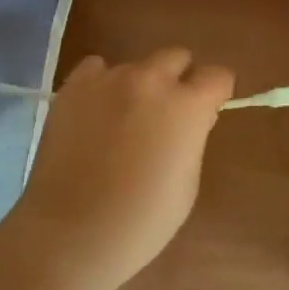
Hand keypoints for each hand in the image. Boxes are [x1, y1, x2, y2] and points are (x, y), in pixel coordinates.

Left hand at [11, 49, 234, 289]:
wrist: (70, 233)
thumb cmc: (141, 221)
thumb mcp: (187, 183)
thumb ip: (192, 138)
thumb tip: (188, 121)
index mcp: (188, 106)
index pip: (218, 75)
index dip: (216, 92)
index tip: (208, 110)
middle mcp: (151, 80)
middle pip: (177, 56)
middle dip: (179, 79)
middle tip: (167, 113)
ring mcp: (109, 79)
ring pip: (135, 66)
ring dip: (139, 86)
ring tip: (123, 120)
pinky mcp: (74, 86)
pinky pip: (95, 69)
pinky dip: (101, 84)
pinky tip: (94, 112)